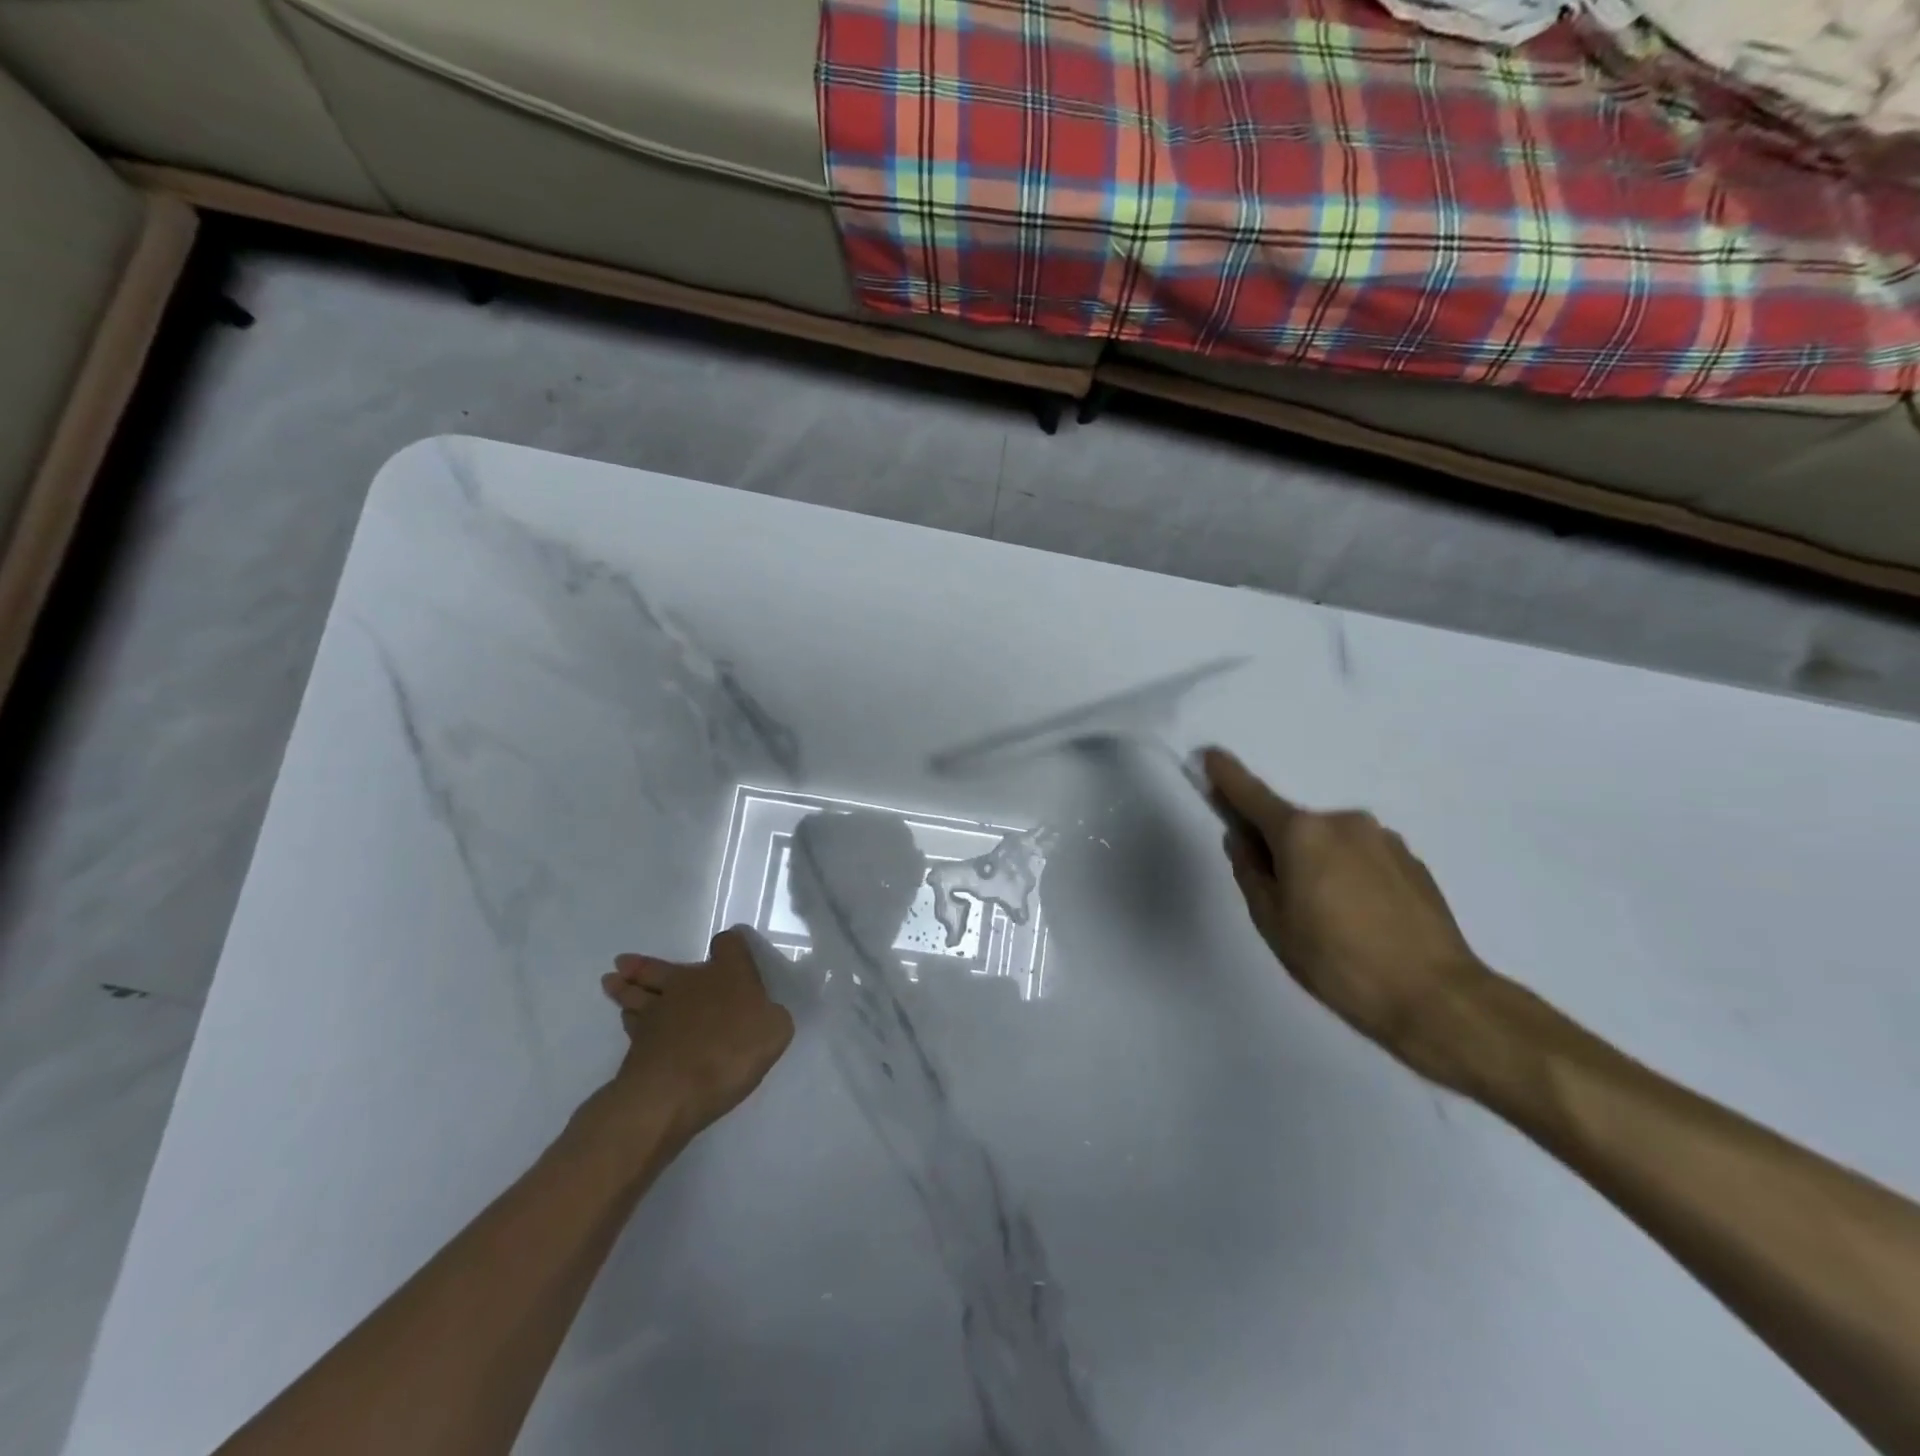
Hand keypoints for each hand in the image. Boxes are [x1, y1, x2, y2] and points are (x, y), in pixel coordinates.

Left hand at [600, 928, 794, 1140]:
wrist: (674, 1089)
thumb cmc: (732, 1051)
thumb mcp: (776, 1031)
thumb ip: (771, 1016)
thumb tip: (763, 1013)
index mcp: (728, 973)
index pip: (729, 945)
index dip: (731, 945)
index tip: (729, 947)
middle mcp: (690, 983)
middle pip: (663, 967)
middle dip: (646, 964)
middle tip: (625, 962)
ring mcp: (658, 1011)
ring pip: (637, 992)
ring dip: (625, 987)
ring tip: (611, 981)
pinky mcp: (637, 1043)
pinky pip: (631, 1022)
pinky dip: (628, 1019)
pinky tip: (626, 1019)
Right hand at [1204, 748, 1497, 1091]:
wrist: (1436, 997)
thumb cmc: (1336, 960)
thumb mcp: (1273, 921)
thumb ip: (1250, 871)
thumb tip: (1242, 839)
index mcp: (1301, 832)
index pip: (1251, 795)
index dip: (1226, 777)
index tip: (1210, 755)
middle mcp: (1342, 822)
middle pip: (1293, 825)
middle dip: (1278, 848)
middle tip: (1282, 899)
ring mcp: (1382, 839)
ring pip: (1329, 843)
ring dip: (1317, 864)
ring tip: (1330, 919)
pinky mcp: (1411, 861)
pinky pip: (1362, 858)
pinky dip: (1349, 876)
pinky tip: (1361, 919)